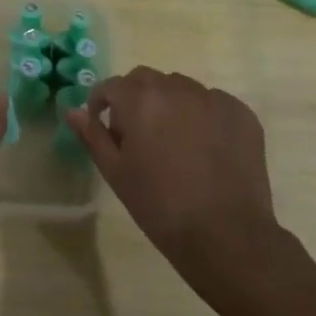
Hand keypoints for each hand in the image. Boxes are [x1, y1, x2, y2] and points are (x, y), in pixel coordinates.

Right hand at [63, 66, 292, 296]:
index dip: (102, 103)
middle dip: (136, 98)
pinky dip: (203, 116)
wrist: (225, 235)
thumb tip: (72, 110)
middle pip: (147, 80)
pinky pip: (213, 103)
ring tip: (174, 142)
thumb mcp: (116, 172)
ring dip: (170, 104)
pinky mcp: (242, 114)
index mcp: (141, 100)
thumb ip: (92, 135)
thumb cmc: (159, 206)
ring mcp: (214, 99)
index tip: (103, 125)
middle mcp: (177, 88)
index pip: (112, 86)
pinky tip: (205, 149)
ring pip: (181, 88)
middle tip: (138, 135)